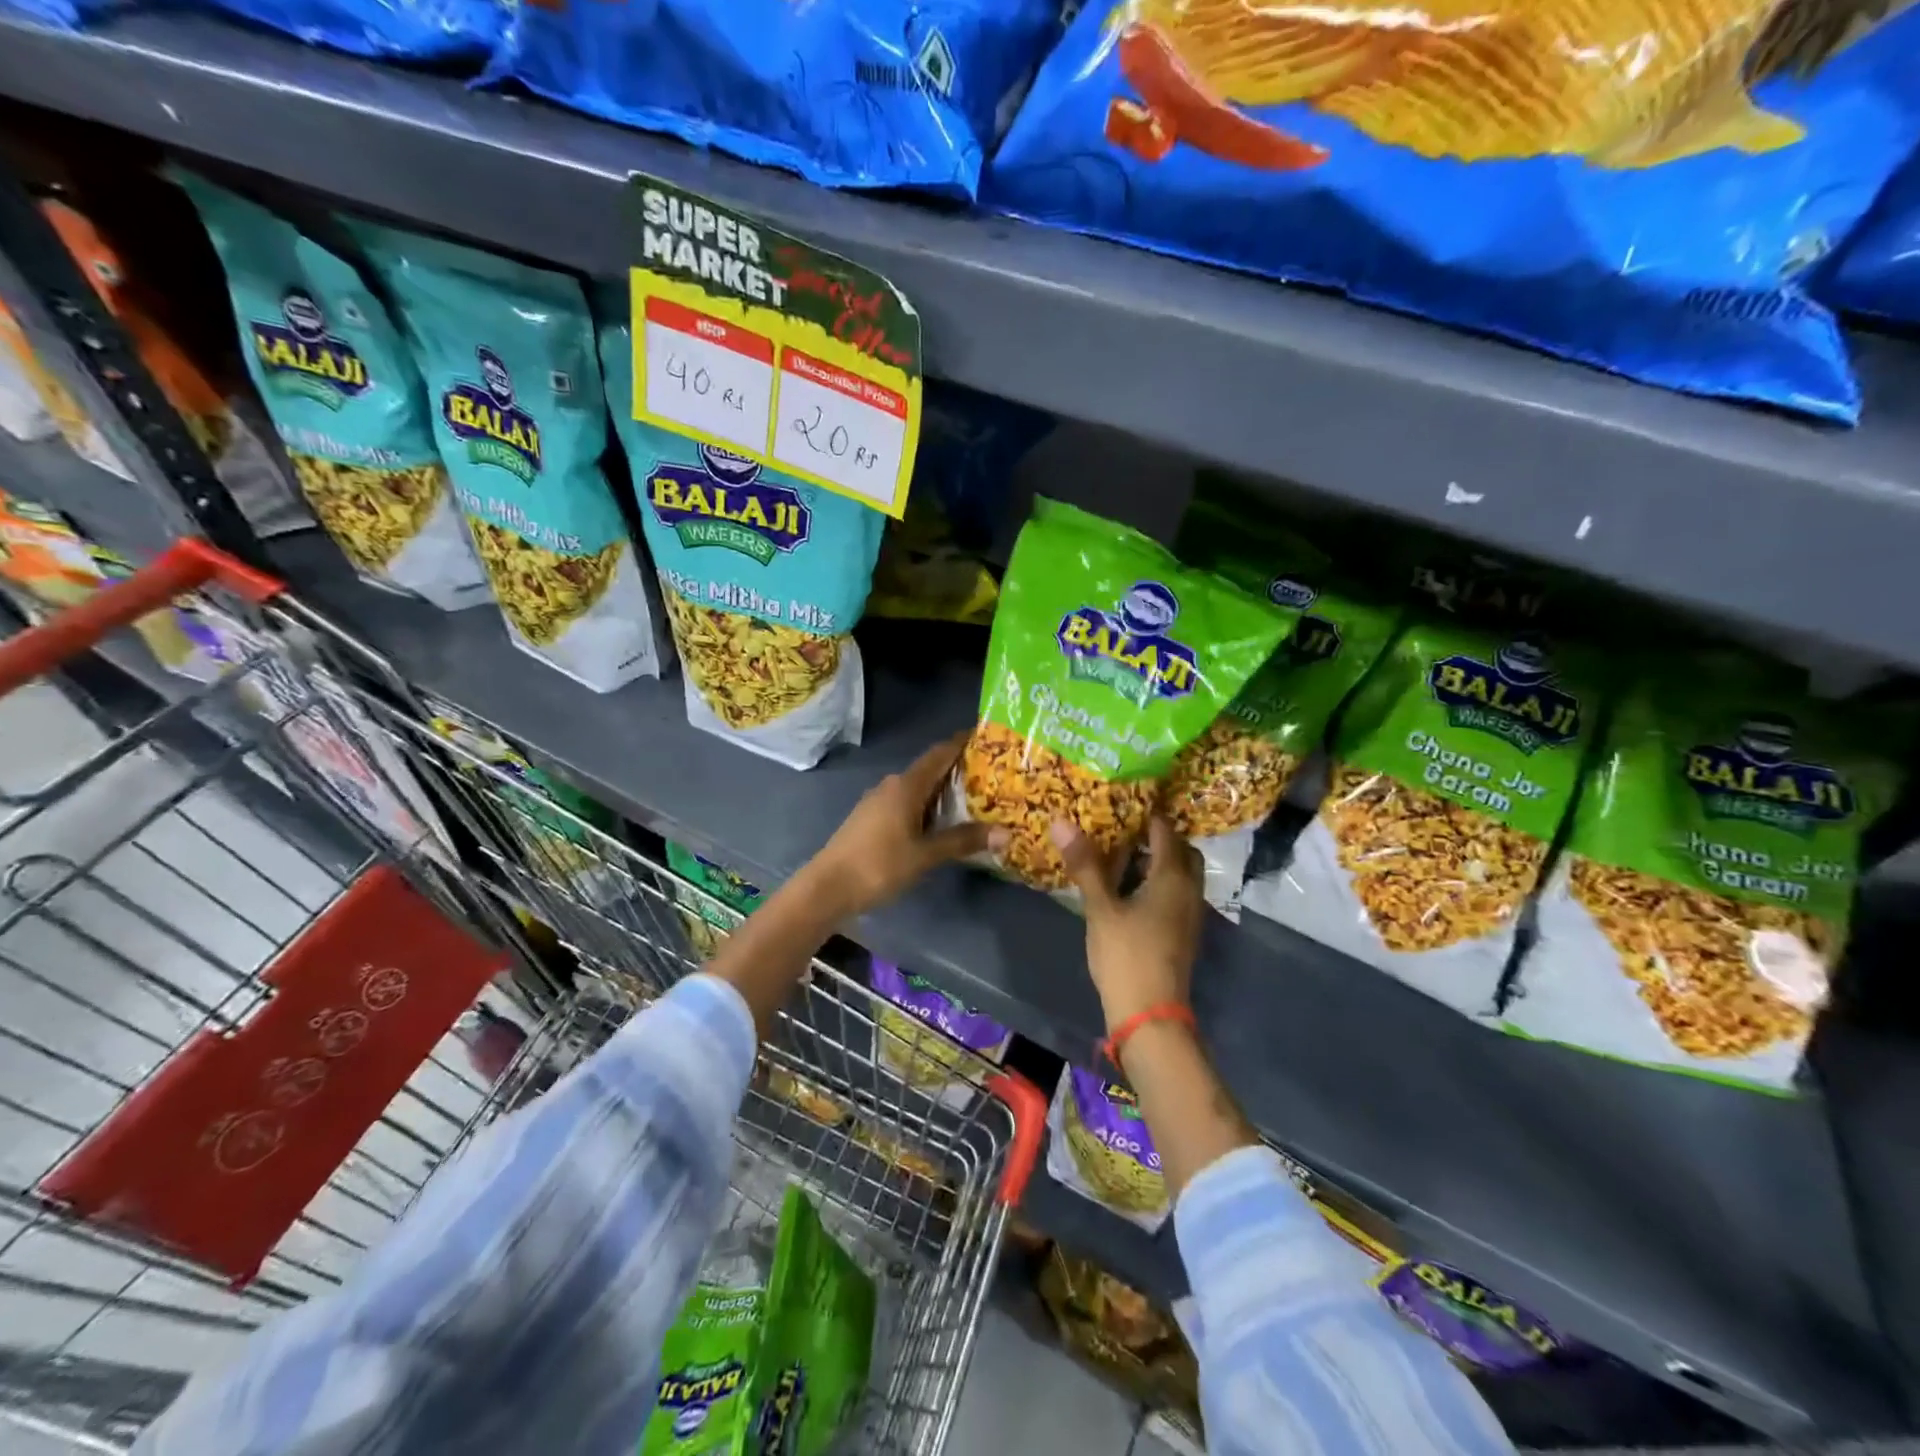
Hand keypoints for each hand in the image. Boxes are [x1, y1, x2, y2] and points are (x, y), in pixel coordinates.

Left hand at [808, 731, 1007, 917]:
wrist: (827, 888)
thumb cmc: (878, 865)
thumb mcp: (925, 855)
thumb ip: (963, 841)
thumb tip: (1006, 833)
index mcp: (906, 786)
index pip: (940, 753)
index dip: (962, 743)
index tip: (987, 737)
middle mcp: (892, 785)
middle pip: (931, 770)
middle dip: (959, 771)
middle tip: (993, 776)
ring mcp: (879, 802)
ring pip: (919, 789)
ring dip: (944, 793)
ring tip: (976, 801)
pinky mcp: (872, 819)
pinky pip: (908, 804)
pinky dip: (928, 807)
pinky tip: (943, 823)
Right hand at [1051, 816, 1202, 1030]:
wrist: (1150, 1015)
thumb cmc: (1126, 955)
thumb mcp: (1100, 908)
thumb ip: (1085, 865)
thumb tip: (1061, 821)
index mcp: (1172, 877)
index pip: (1166, 830)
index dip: (1146, 813)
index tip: (1120, 801)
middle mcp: (1189, 890)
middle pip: (1181, 851)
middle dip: (1157, 838)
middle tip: (1123, 830)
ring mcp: (1189, 914)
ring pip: (1180, 875)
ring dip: (1157, 862)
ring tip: (1121, 856)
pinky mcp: (1182, 933)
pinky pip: (1175, 894)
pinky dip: (1157, 883)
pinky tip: (1128, 890)